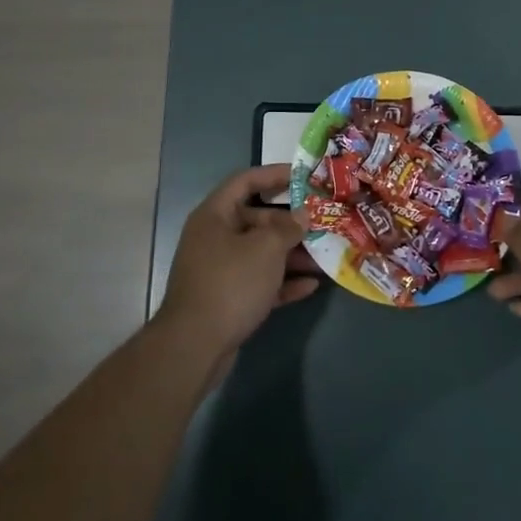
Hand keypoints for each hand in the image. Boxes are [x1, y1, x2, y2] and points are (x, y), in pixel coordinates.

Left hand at [158, 165, 320, 354]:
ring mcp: (220, 270)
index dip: (274, 175)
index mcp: (215, 215)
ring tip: (325, 256)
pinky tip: (311, 286)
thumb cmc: (230, 283)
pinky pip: (260, 282)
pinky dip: (283, 282)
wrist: (195, 345)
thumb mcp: (265, 249)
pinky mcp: (228, 299)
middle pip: (257, 219)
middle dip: (291, 223)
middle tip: (323, 223)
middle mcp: (215, 238)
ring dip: (292, 255)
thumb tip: (302, 215)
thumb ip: (287, 228)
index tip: (304, 177)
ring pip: (261, 253)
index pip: (245, 181)